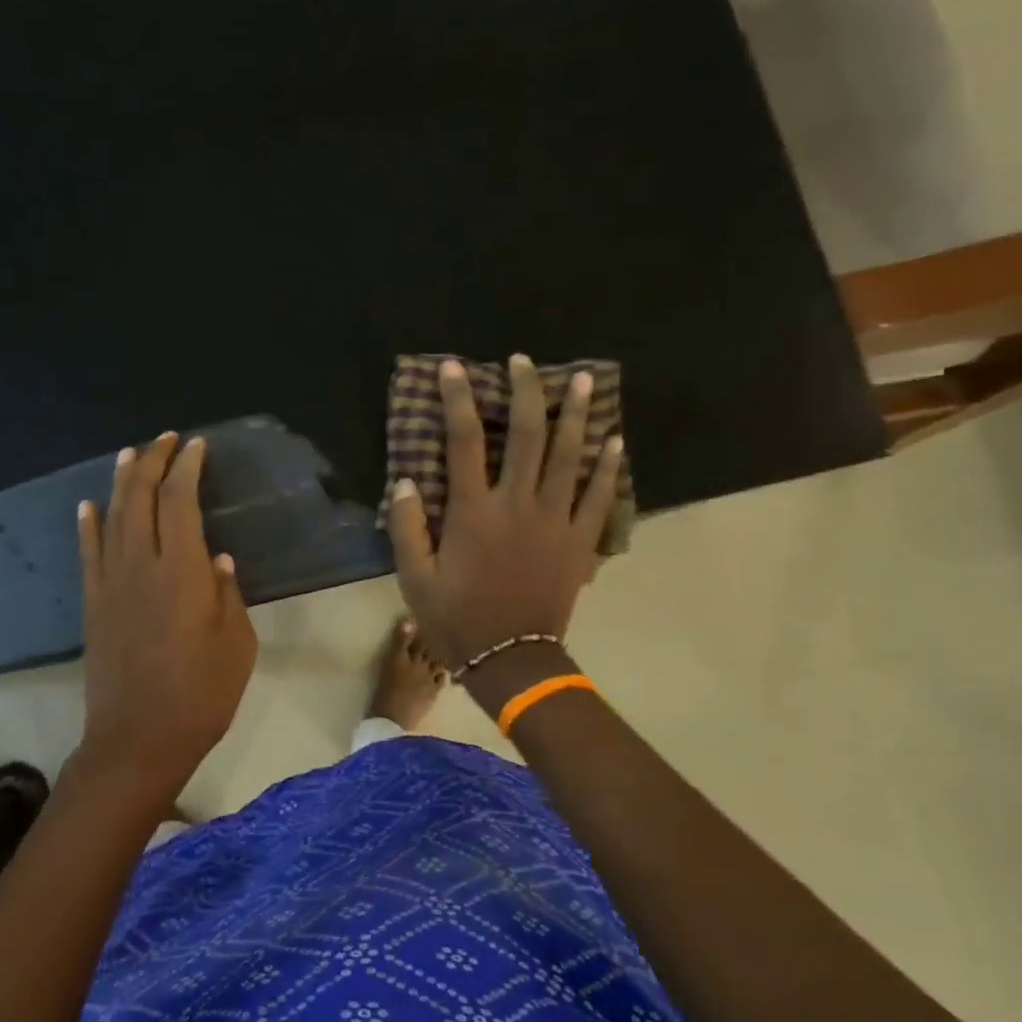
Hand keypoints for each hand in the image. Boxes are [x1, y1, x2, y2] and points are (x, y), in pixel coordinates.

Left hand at [75, 432, 256, 801]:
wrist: (137, 741)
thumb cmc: (200, 695)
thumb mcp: (237, 646)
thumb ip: (229, 595)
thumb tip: (219, 560)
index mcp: (183, 572)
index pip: (179, 501)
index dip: (186, 468)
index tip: (196, 447)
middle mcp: (141, 566)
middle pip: (140, 498)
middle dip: (152, 462)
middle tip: (166, 440)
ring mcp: (111, 584)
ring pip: (112, 517)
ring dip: (121, 481)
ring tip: (130, 454)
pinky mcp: (93, 605)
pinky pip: (88, 554)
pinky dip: (87, 525)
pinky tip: (88, 505)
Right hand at [388, 355, 623, 669]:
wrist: (511, 659)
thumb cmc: (457, 618)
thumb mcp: (415, 578)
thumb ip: (408, 528)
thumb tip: (407, 480)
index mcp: (474, 512)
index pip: (463, 442)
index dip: (457, 400)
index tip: (454, 369)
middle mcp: (517, 504)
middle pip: (525, 435)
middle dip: (525, 392)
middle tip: (523, 362)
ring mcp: (555, 520)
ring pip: (569, 456)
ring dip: (575, 414)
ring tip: (581, 380)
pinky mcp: (580, 540)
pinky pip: (598, 495)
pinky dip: (607, 465)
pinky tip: (614, 438)